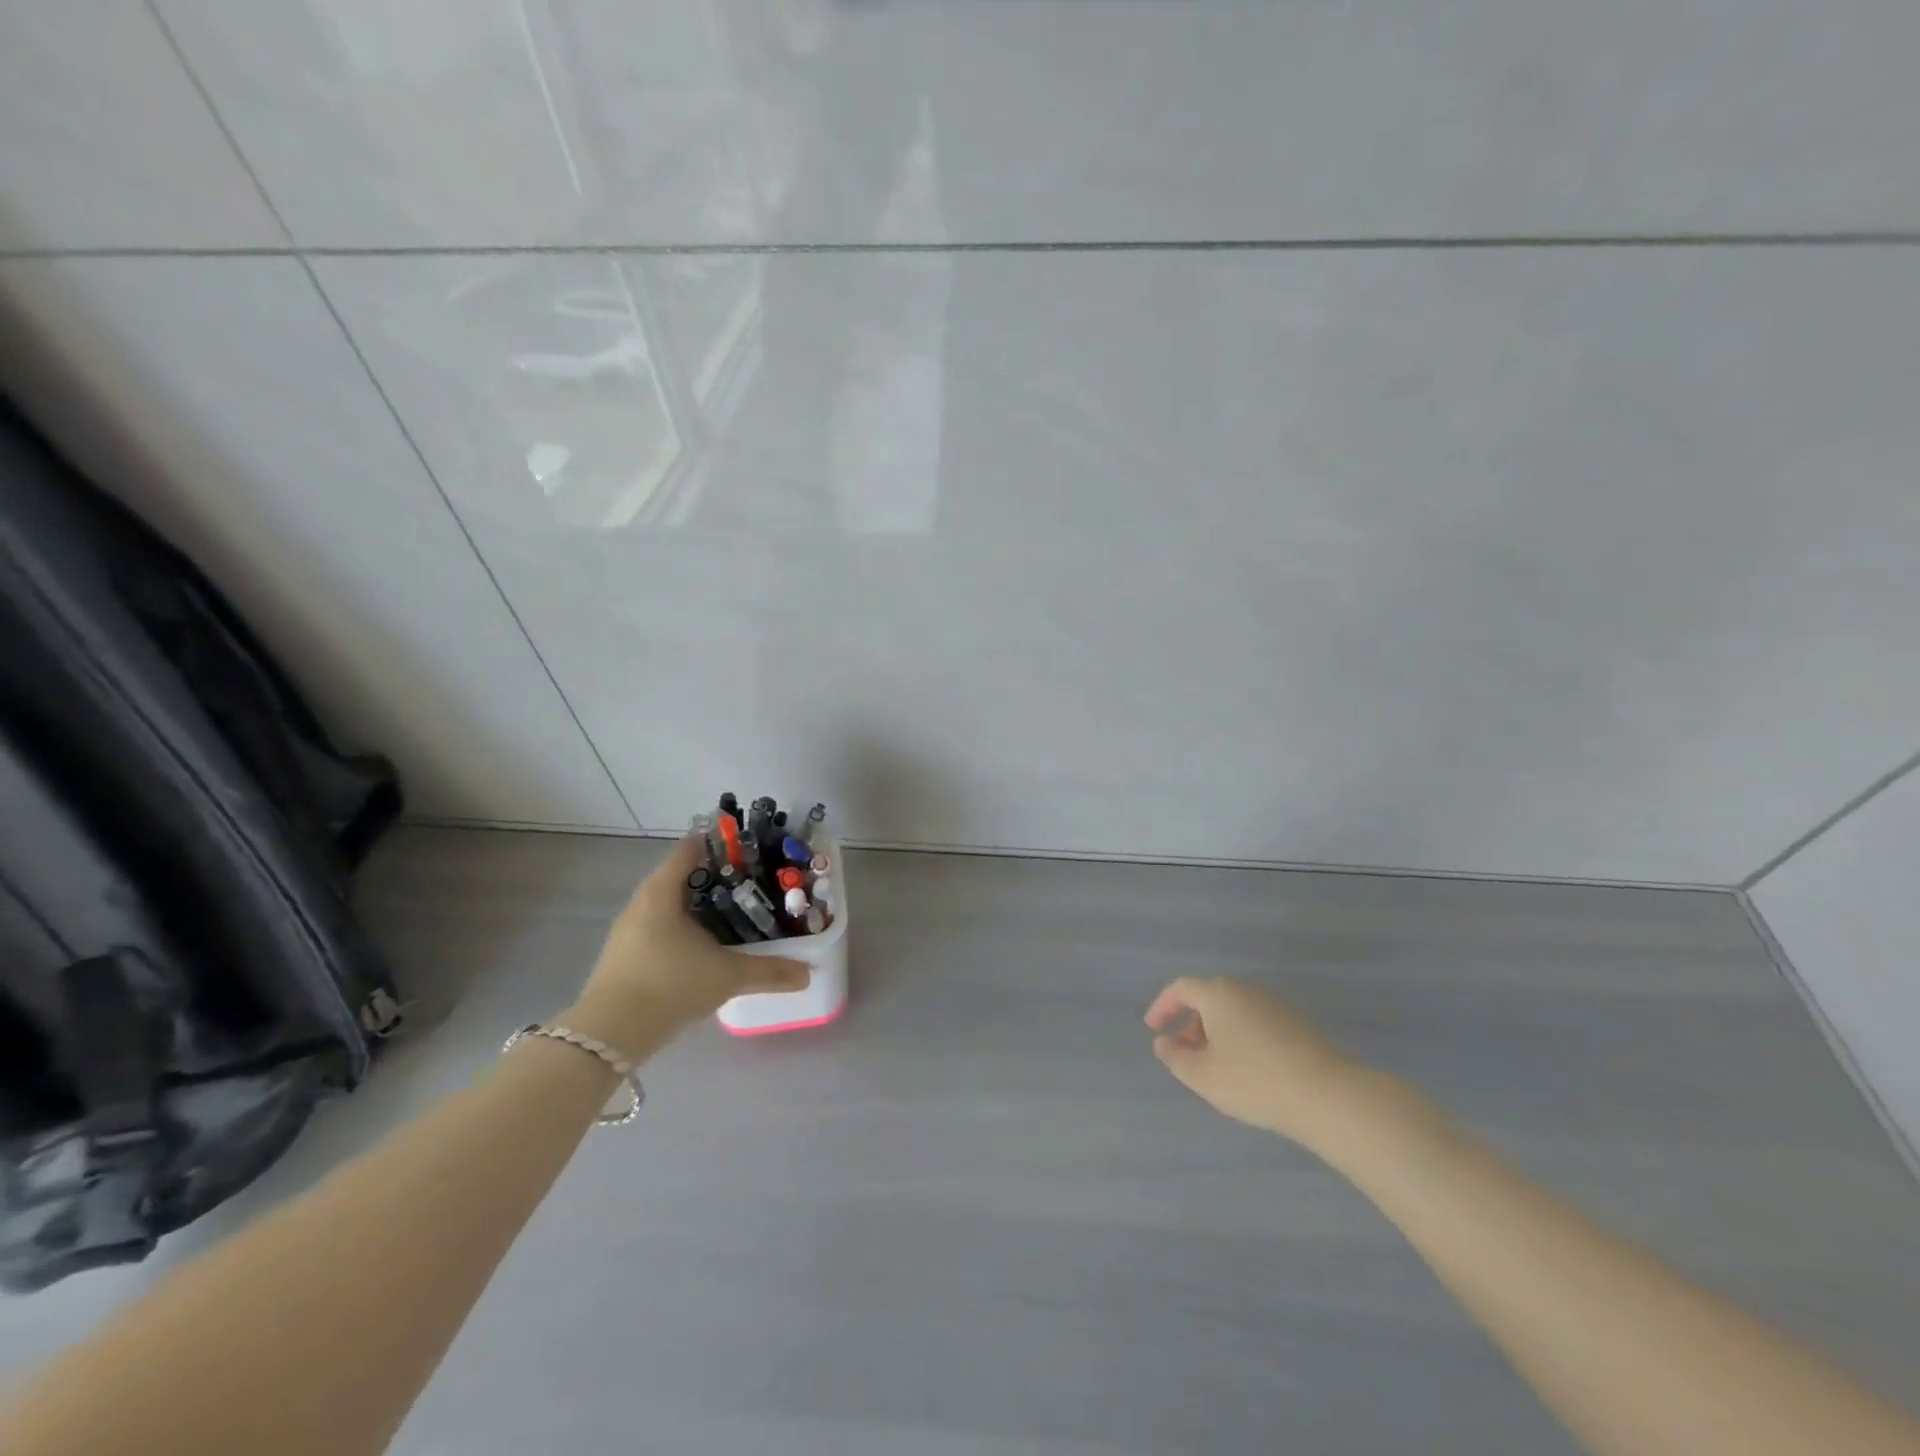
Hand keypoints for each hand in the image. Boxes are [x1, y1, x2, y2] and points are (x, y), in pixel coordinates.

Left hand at [568, 837, 809, 1054]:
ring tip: (737, 915)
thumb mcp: (727, 976)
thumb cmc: (669, 986)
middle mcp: (642, 902)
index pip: (692, 848)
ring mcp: (630, 931)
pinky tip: (708, 948)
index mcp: (662, 891)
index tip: (751, 849)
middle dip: (717, 879)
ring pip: (672, 906)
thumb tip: (808, 973)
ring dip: (701, 907)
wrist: (607, 1037)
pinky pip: (662, 928)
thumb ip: (770, 971)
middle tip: (754, 884)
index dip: (721, 844)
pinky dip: (686, 929)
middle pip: (683, 876)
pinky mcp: (626, 956)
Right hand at [1145, 976, 1368, 1147]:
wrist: (1329, 1096)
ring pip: (1234, 1010)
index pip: (1181, 989)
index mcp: (1219, 994)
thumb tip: (1164, 1043)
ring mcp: (1275, 1004)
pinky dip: (1241, 1036)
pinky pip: (1256, 1021)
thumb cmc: (1255, 1082)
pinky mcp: (1298, 1023)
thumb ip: (1176, 1058)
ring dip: (1216, 1031)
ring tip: (1214, 1065)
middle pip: (1209, 998)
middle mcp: (1246, 989)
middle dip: (1191, 1023)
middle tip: (1183, 1052)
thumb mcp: (1204, 1077)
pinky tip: (1247, 1068)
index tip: (1153, 1027)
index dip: (1163, 1006)